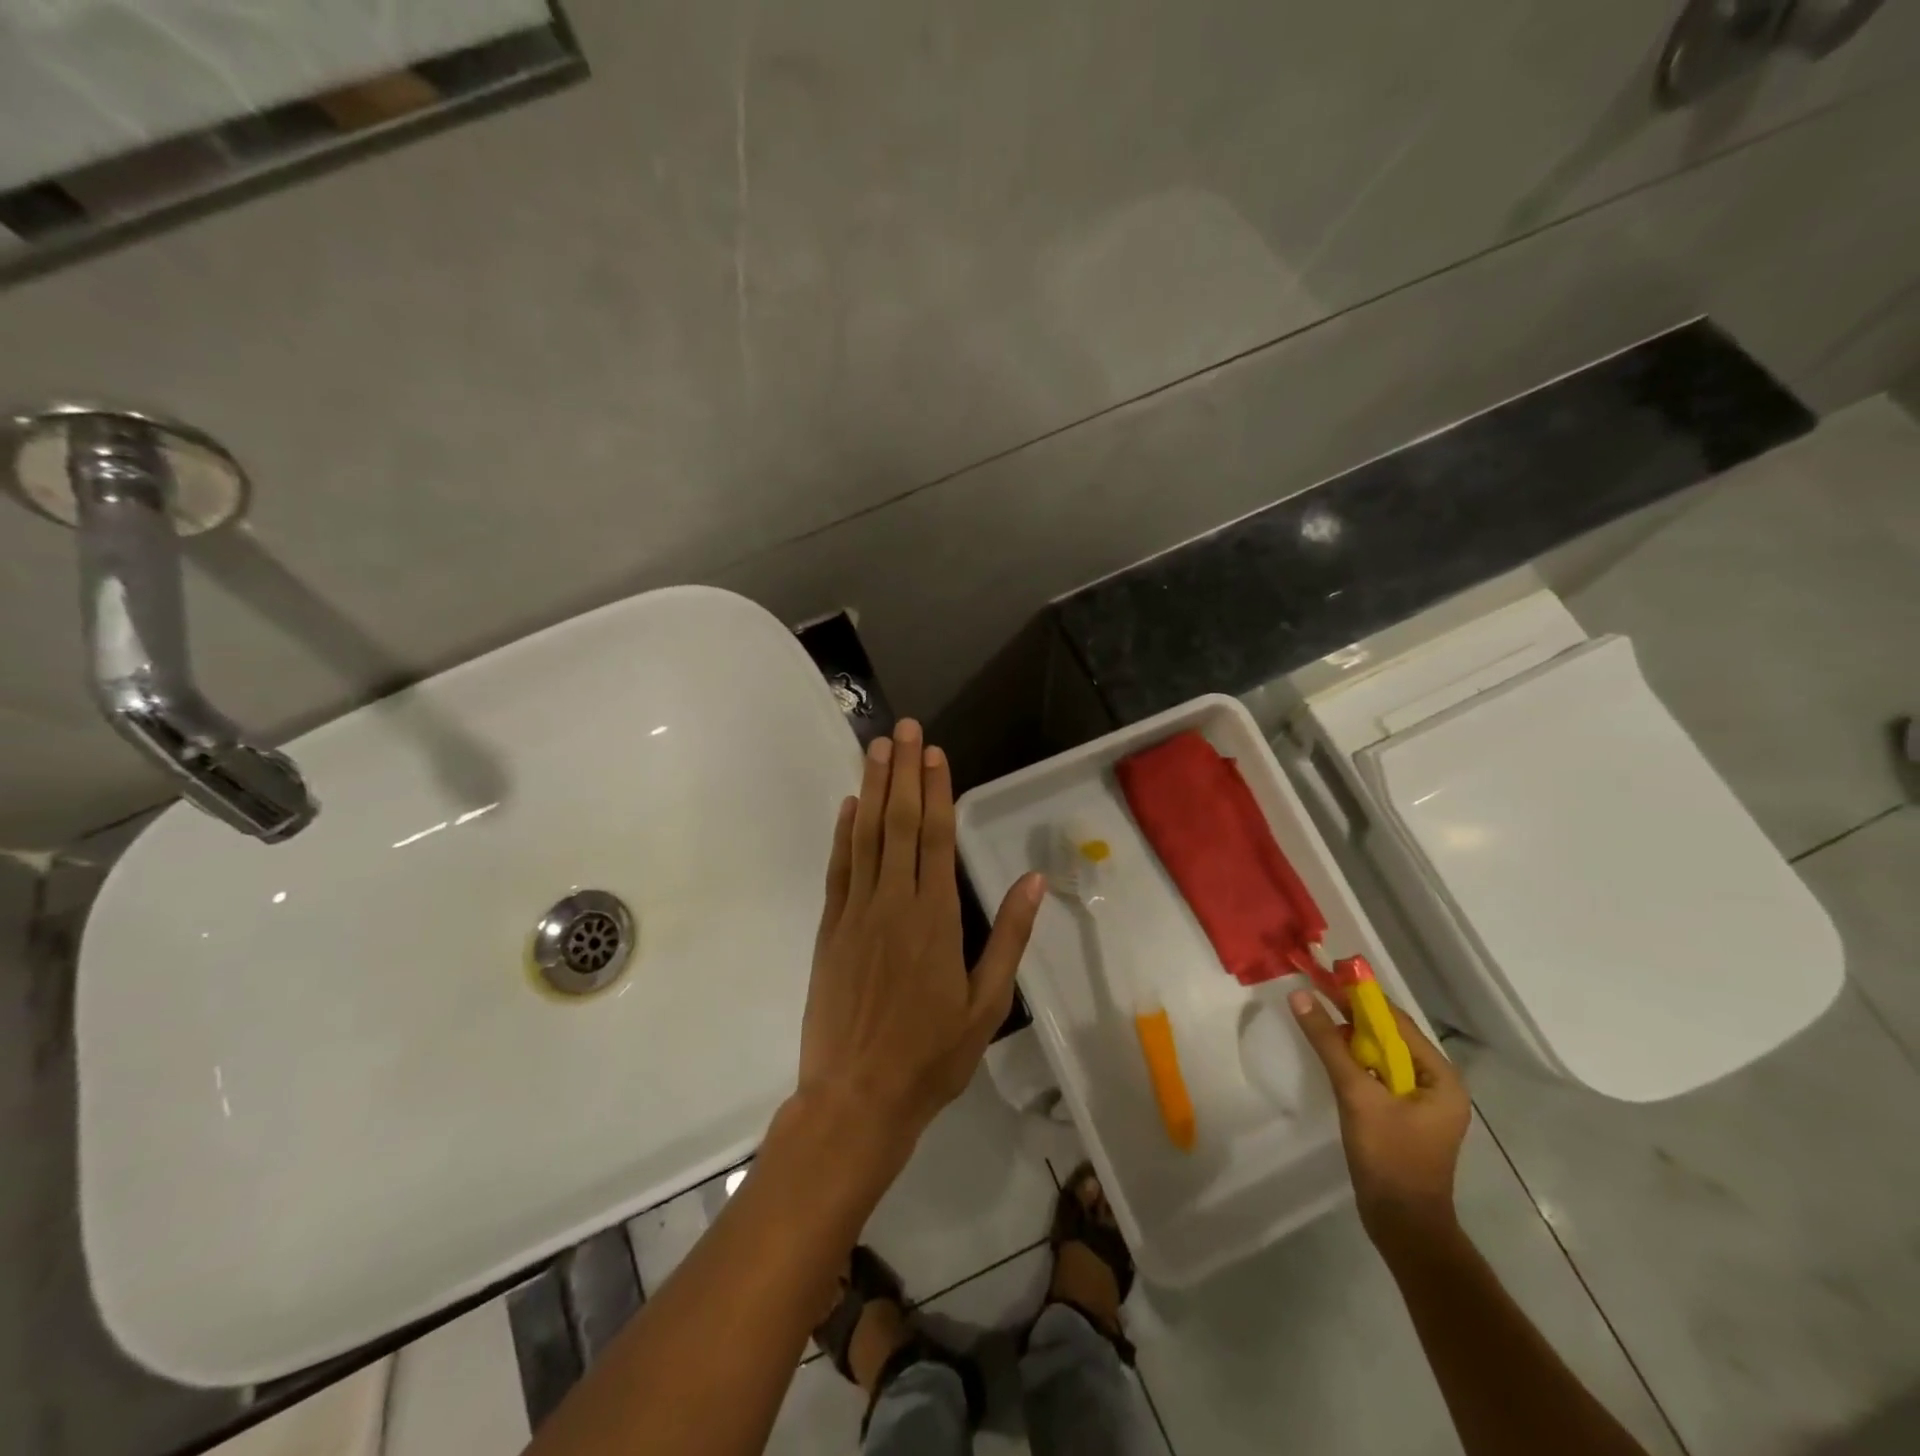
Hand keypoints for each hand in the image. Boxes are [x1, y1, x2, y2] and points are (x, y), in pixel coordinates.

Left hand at [798, 719, 1045, 1157]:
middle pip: (900, 823)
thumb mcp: (986, 1003)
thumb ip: (1009, 937)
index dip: (937, 790)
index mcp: (936, 918)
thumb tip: (1033, 881)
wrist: (856, 1097)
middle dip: (904, 772)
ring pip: (866, 836)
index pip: (937, 838)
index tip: (935, 753)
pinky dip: (843, 833)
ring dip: (873, 788)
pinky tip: (849, 805)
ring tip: (876, 748)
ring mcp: (856, 913)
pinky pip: (839, 869)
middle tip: (904, 728)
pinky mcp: (830, 929)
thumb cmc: (930, 1055)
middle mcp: (894, 902)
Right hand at [1289, 988, 1470, 1254]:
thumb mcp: (1356, 1094)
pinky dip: (1353, 1060)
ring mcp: (1420, 1102)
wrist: (1403, 1225)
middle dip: (1352, 1014)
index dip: (1361, 997)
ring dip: (1350, 1036)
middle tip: (1315, 990)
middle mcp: (1436, 1084)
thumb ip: (1328, 1043)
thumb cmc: (1389, 1157)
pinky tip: (1329, 1052)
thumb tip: (1300, 995)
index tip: (1327, 974)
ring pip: (1380, 1055)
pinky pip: (1376, 1074)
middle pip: (1389, 1036)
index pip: (1397, 1022)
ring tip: (1316, 1014)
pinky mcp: (1402, 1116)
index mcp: (1441, 1077)